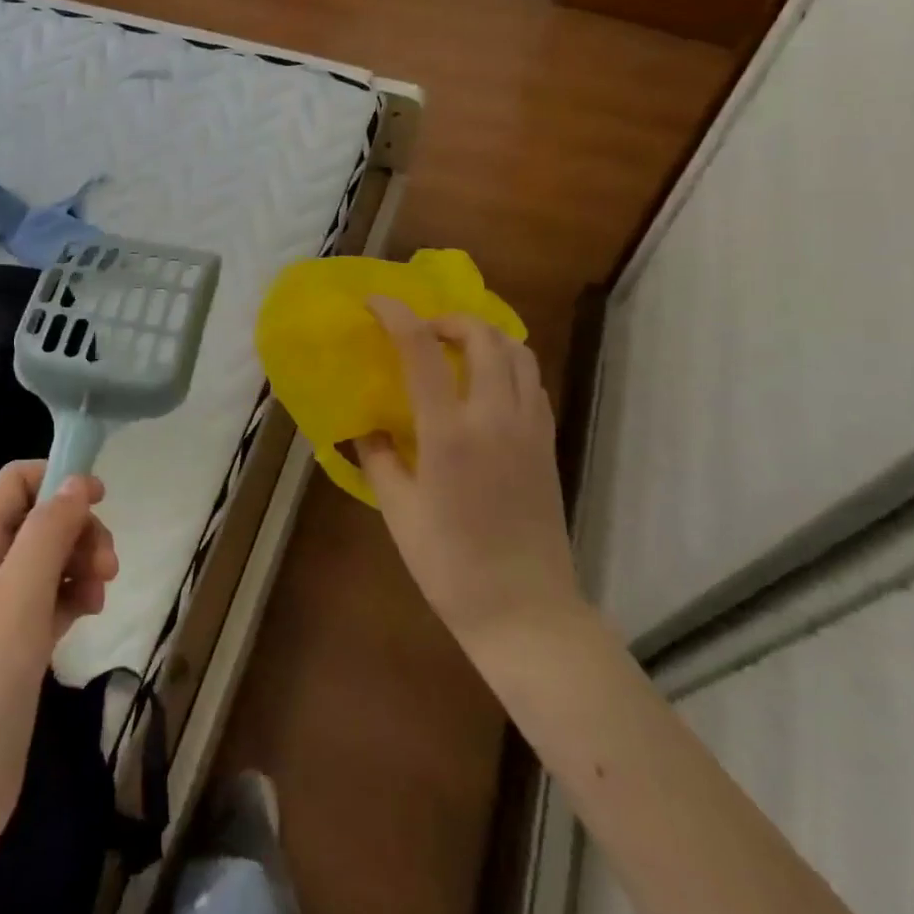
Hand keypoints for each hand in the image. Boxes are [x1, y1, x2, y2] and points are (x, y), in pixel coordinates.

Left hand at [0, 462, 119, 851]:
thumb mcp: (19, 596)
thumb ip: (49, 532)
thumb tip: (78, 482)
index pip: (15, 482)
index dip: (58, 480)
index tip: (101, 500)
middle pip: (40, 519)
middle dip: (79, 530)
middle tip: (108, 564)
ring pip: (51, 558)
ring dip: (82, 563)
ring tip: (102, 593)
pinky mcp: (15, 642)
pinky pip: (52, 597)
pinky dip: (75, 596)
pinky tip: (90, 613)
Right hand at [355, 298, 580, 652]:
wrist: (525, 611)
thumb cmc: (449, 564)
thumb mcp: (398, 510)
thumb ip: (378, 457)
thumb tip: (365, 425)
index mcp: (450, 432)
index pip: (422, 348)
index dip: (396, 314)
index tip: (374, 302)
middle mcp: (495, 417)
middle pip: (482, 334)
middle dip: (447, 318)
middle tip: (420, 331)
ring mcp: (529, 428)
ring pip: (518, 352)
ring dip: (484, 335)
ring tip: (455, 349)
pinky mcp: (548, 444)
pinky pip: (532, 381)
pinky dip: (508, 363)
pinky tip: (484, 385)